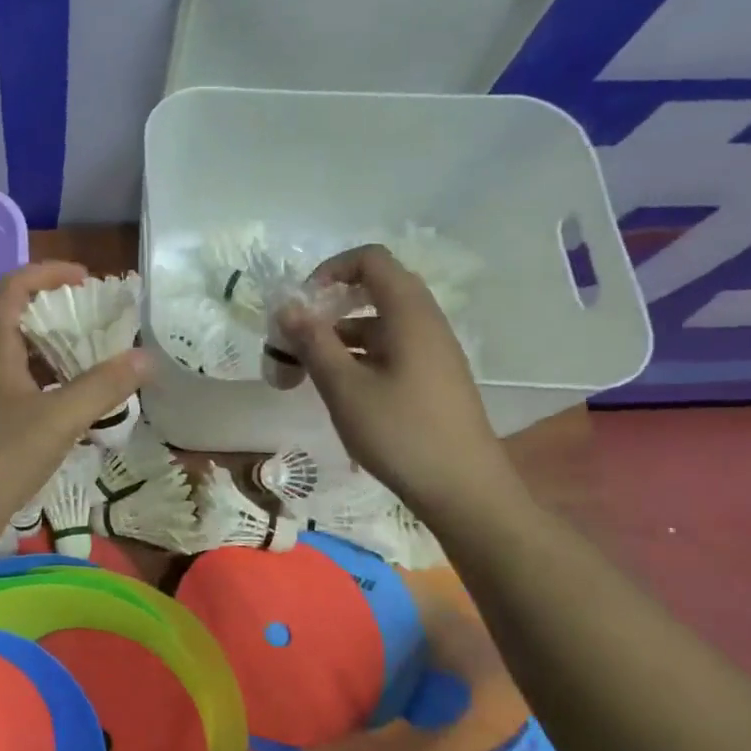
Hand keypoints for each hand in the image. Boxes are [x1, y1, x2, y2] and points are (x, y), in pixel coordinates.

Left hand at [0, 262, 148, 555]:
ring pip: (24, 362)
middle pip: (20, 324)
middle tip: (102, 325)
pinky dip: (53, 391)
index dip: (46, 272)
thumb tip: (145, 357)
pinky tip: (78, 412)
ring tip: (99, 366)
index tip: (85, 278)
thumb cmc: (0, 458)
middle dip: (62, 317)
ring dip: (59, 357)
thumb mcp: (58, 420)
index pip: (12, 289)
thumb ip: (102, 387)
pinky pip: (25, 394)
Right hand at [278, 245, 519, 522]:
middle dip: (331, 306)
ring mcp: (433, 351)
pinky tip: (340, 389)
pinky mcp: (433, 377)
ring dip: (342, 335)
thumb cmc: (400, 433)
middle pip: (375, 289)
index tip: (304, 304)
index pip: (371, 260)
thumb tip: (287, 307)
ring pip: (381, 323)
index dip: (332, 270)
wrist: (464, 490)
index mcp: (409, 314)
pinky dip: (360, 355)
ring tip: (308, 371)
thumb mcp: (344, 387)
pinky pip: (392, 348)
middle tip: (300, 336)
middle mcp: (426, 323)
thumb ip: (313, 342)